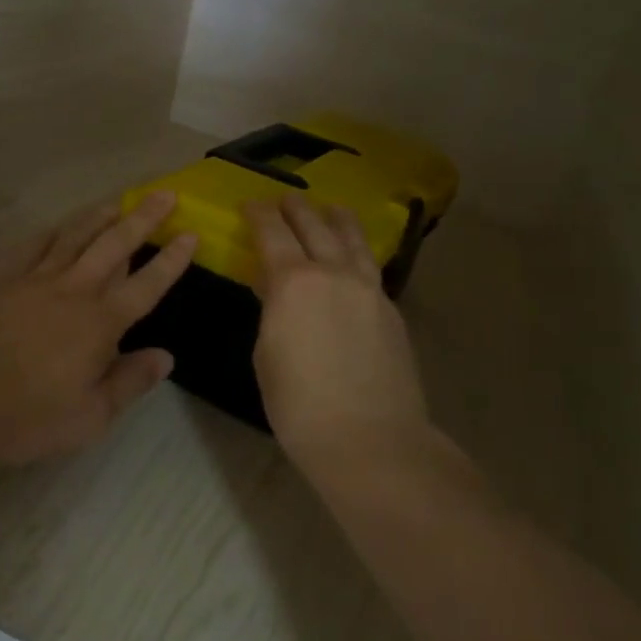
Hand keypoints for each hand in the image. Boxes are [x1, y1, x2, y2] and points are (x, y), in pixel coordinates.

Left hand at [0, 193, 196, 467]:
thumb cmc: (24, 420)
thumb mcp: (89, 418)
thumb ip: (129, 382)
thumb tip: (165, 356)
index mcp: (98, 323)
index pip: (146, 284)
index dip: (171, 259)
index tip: (191, 233)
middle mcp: (71, 290)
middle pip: (114, 245)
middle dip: (143, 218)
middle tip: (164, 194)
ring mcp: (32, 280)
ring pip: (74, 236)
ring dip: (99, 216)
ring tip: (118, 201)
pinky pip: (32, 246)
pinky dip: (52, 232)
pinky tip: (58, 227)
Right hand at [245, 195, 430, 462]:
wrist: (371, 440)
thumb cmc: (299, 405)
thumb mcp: (266, 354)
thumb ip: (271, 311)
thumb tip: (273, 288)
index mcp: (293, 282)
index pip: (272, 233)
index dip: (259, 214)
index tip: (250, 204)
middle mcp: (333, 273)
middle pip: (314, 225)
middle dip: (296, 208)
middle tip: (284, 199)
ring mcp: (368, 289)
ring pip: (352, 239)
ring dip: (336, 218)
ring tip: (330, 208)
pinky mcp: (390, 309)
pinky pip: (369, 265)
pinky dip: (356, 250)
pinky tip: (352, 256)